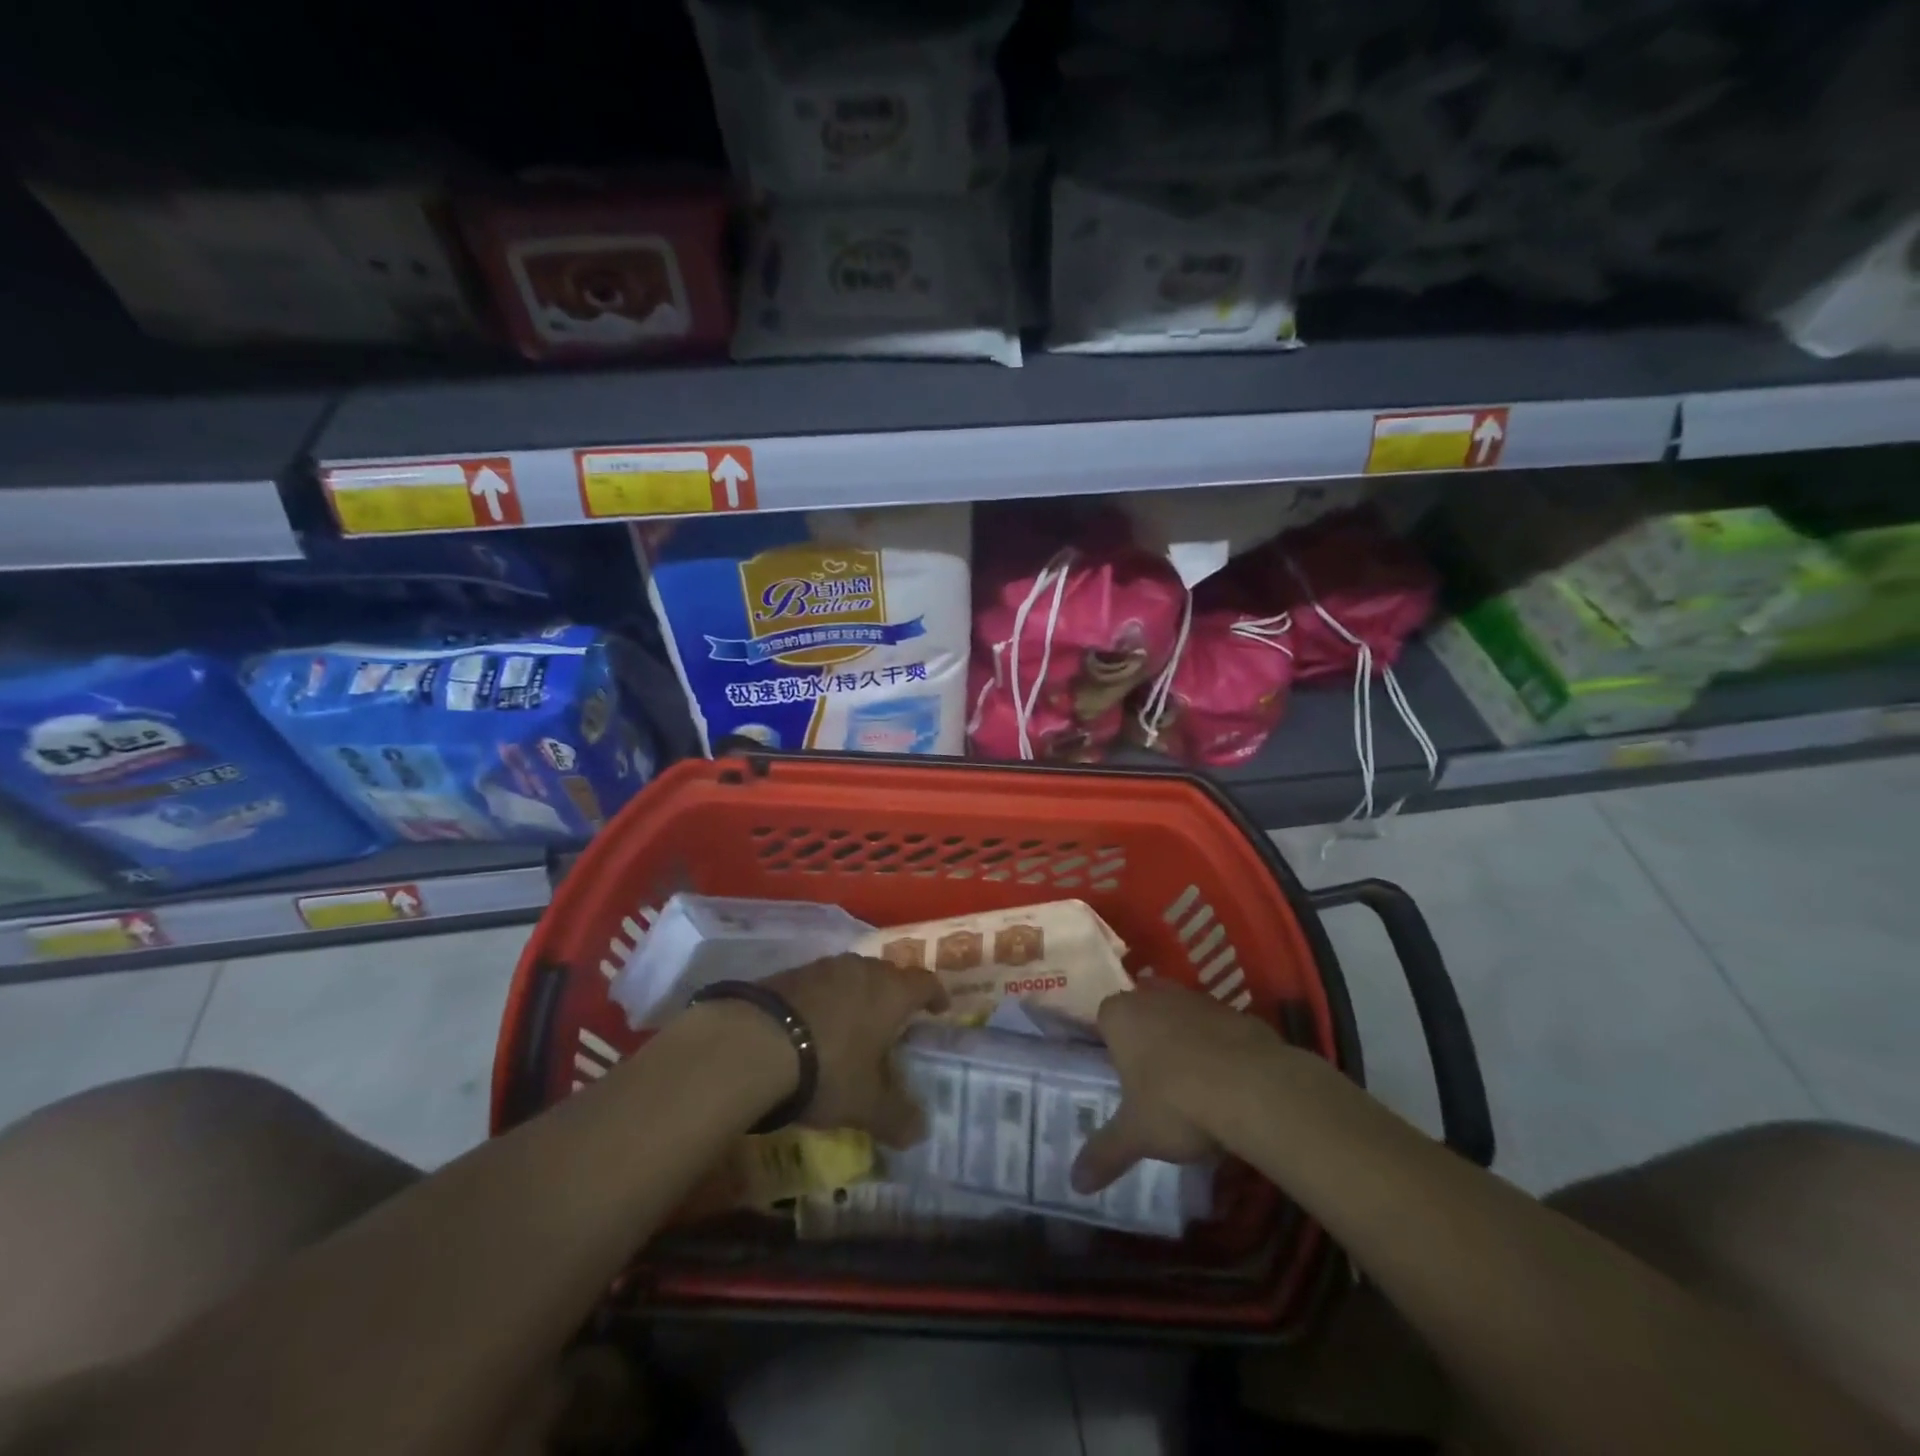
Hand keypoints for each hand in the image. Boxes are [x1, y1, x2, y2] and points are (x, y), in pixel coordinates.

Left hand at [761, 953, 948, 1146]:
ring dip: (858, 994)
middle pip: (888, 974)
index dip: (935, 995)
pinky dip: (826, 999)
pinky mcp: (791, 974)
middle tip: (895, 1020)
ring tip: (854, 1022)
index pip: (925, 983)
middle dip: (895, 994)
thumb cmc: (828, 1069)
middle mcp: (862, 970)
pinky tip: (814, 1024)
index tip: (940, 1008)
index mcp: (891, 992)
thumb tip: (920, 1132)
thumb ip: (897, 1116)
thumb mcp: (866, 1104)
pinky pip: (820, 982)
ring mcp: (824, 967)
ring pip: (852, 975)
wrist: (756, 1042)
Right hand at [1072, 980, 1289, 1193]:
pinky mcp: (1236, 1012)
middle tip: (1153, 1079)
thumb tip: (1076, 1184)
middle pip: (1144, 1011)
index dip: (1112, 1045)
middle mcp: (1154, 996)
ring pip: (1181, 1015)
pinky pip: (1217, 1028)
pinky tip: (1228, 1082)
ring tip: (1192, 1084)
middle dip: (1147, 1037)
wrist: (1250, 1087)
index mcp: (1120, 1015)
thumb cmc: (1175, 1103)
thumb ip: (1104, 1154)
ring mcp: (1197, 1000)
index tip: (1122, 1075)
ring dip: (1184, 1039)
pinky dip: (1218, 1047)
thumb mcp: (1136, 1136)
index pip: (1104, 1019)